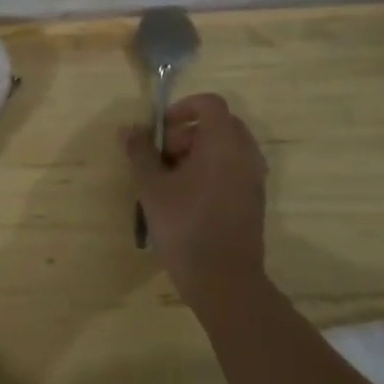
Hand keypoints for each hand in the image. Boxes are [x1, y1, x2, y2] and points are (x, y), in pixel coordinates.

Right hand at [124, 93, 268, 305]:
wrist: (223, 280)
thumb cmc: (184, 225)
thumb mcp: (151, 186)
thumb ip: (139, 152)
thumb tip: (129, 129)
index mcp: (223, 144)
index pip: (210, 104)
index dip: (183, 108)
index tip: (161, 130)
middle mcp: (245, 155)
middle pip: (220, 124)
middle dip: (189, 131)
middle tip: (164, 156)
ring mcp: (254, 179)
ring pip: (227, 148)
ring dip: (199, 152)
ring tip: (173, 178)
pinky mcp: (254, 200)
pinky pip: (234, 168)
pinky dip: (212, 170)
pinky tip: (188, 197)